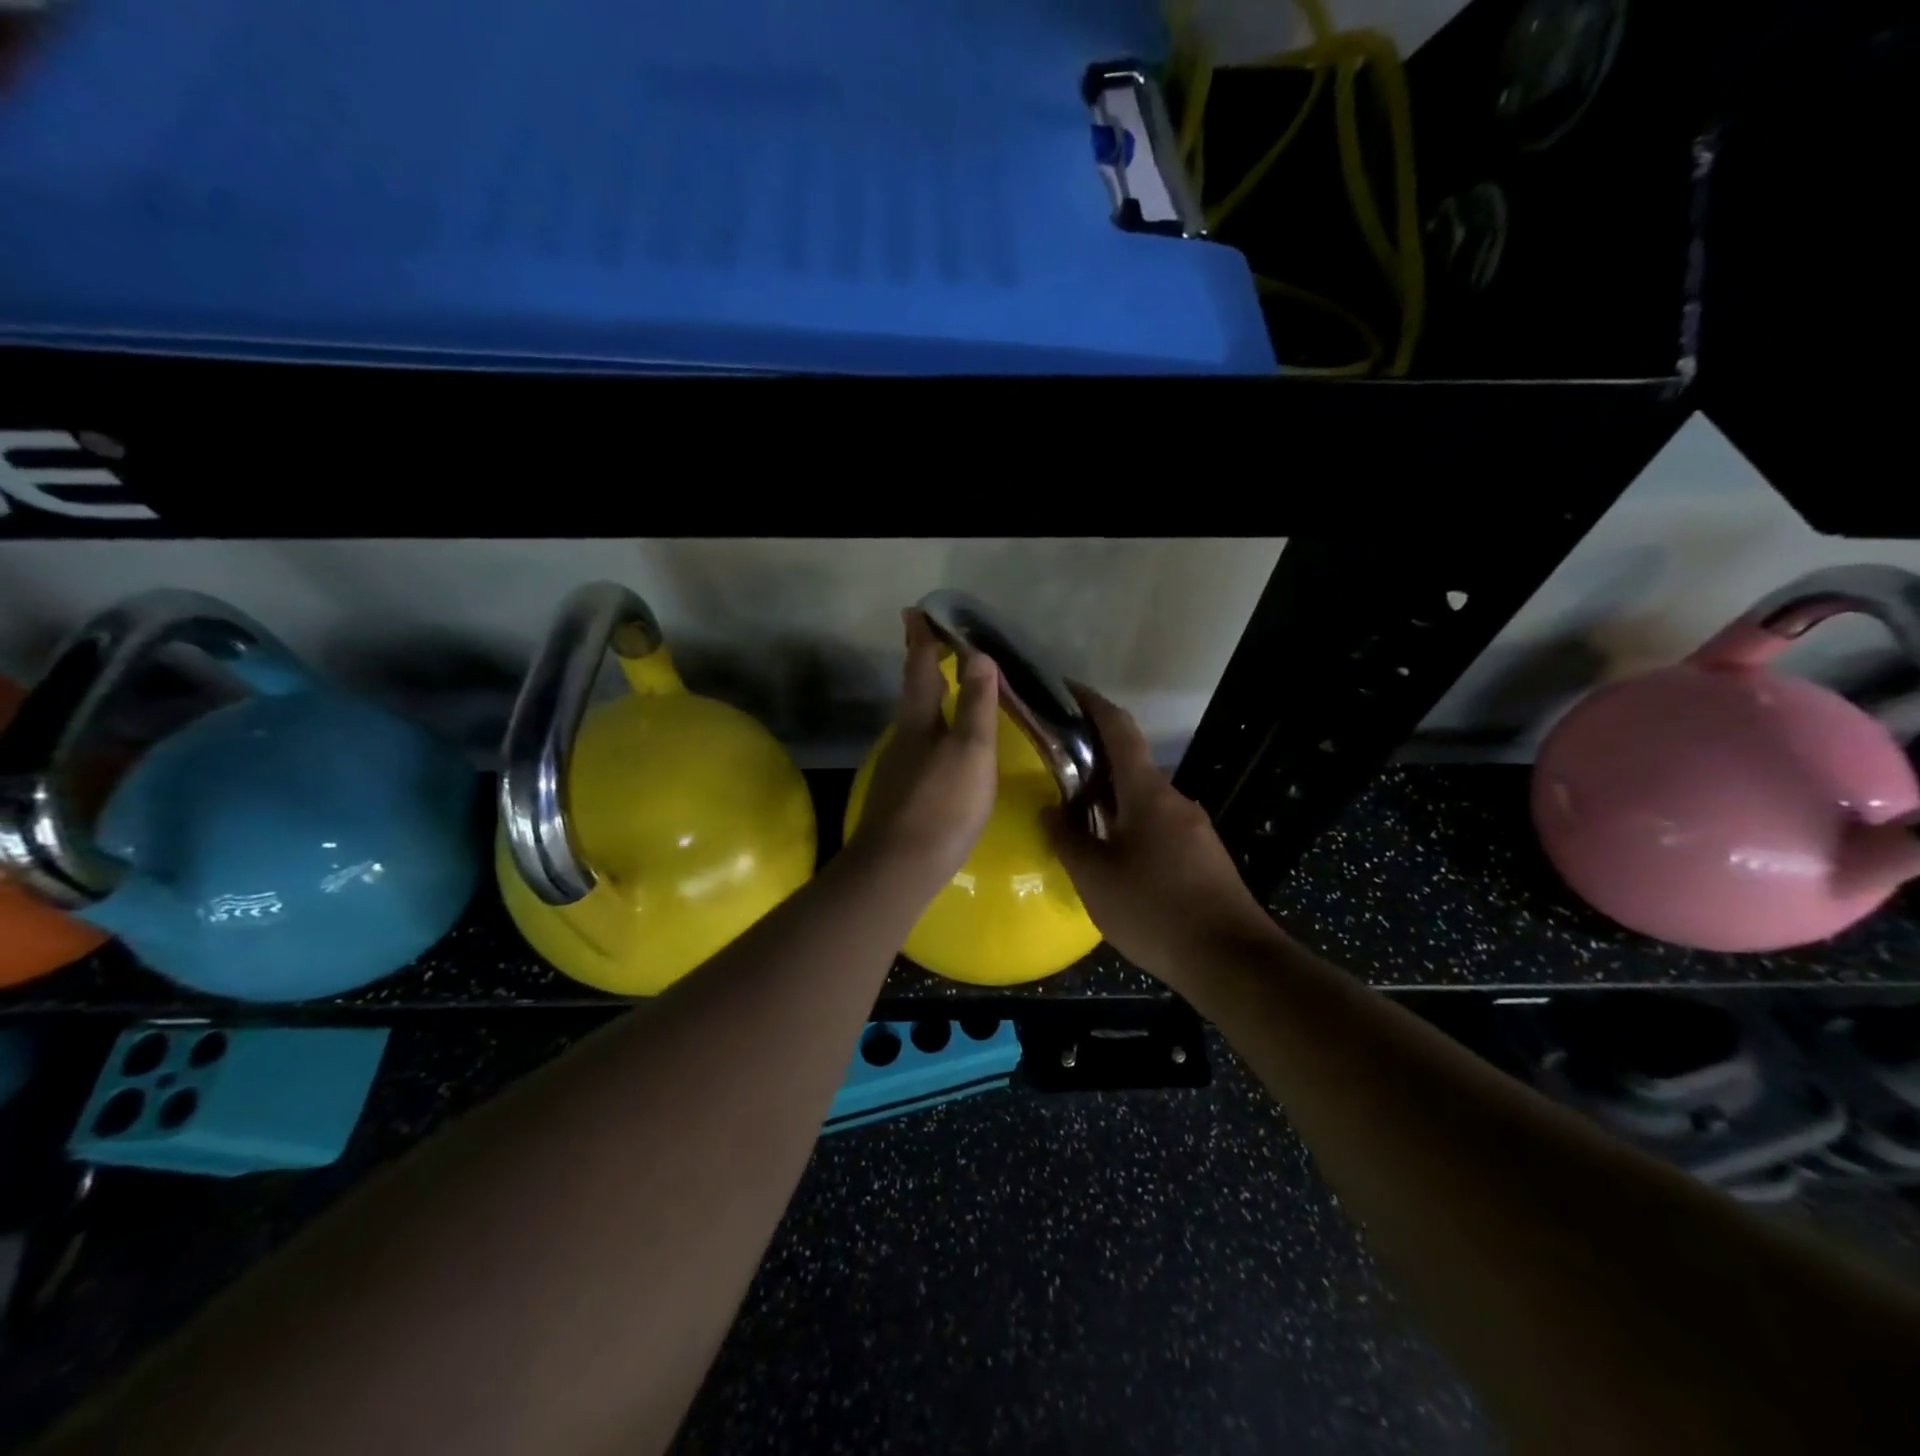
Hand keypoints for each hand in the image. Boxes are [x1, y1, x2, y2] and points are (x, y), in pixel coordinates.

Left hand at [848, 609, 1000, 890]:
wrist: (899, 867)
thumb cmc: (943, 804)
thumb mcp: (970, 751)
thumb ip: (976, 705)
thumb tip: (979, 655)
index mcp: (919, 721)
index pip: (920, 668)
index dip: (921, 640)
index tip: (915, 612)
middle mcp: (904, 738)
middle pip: (913, 692)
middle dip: (922, 665)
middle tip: (931, 642)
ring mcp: (899, 768)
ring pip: (915, 721)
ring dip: (927, 698)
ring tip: (945, 687)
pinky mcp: (903, 795)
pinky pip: (920, 747)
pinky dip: (932, 730)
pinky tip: (942, 746)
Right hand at [1044, 686, 1278, 981]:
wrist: (1231, 959)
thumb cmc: (1155, 910)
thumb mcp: (1095, 878)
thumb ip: (1067, 840)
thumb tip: (1050, 811)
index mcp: (1147, 793)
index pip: (1119, 730)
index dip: (1093, 704)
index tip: (1067, 689)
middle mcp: (1174, 799)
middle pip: (1129, 765)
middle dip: (1093, 760)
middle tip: (1055, 769)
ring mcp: (1193, 827)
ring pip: (1142, 799)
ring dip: (1110, 798)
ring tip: (1076, 818)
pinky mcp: (1202, 854)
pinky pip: (1157, 825)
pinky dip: (1128, 825)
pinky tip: (1111, 855)